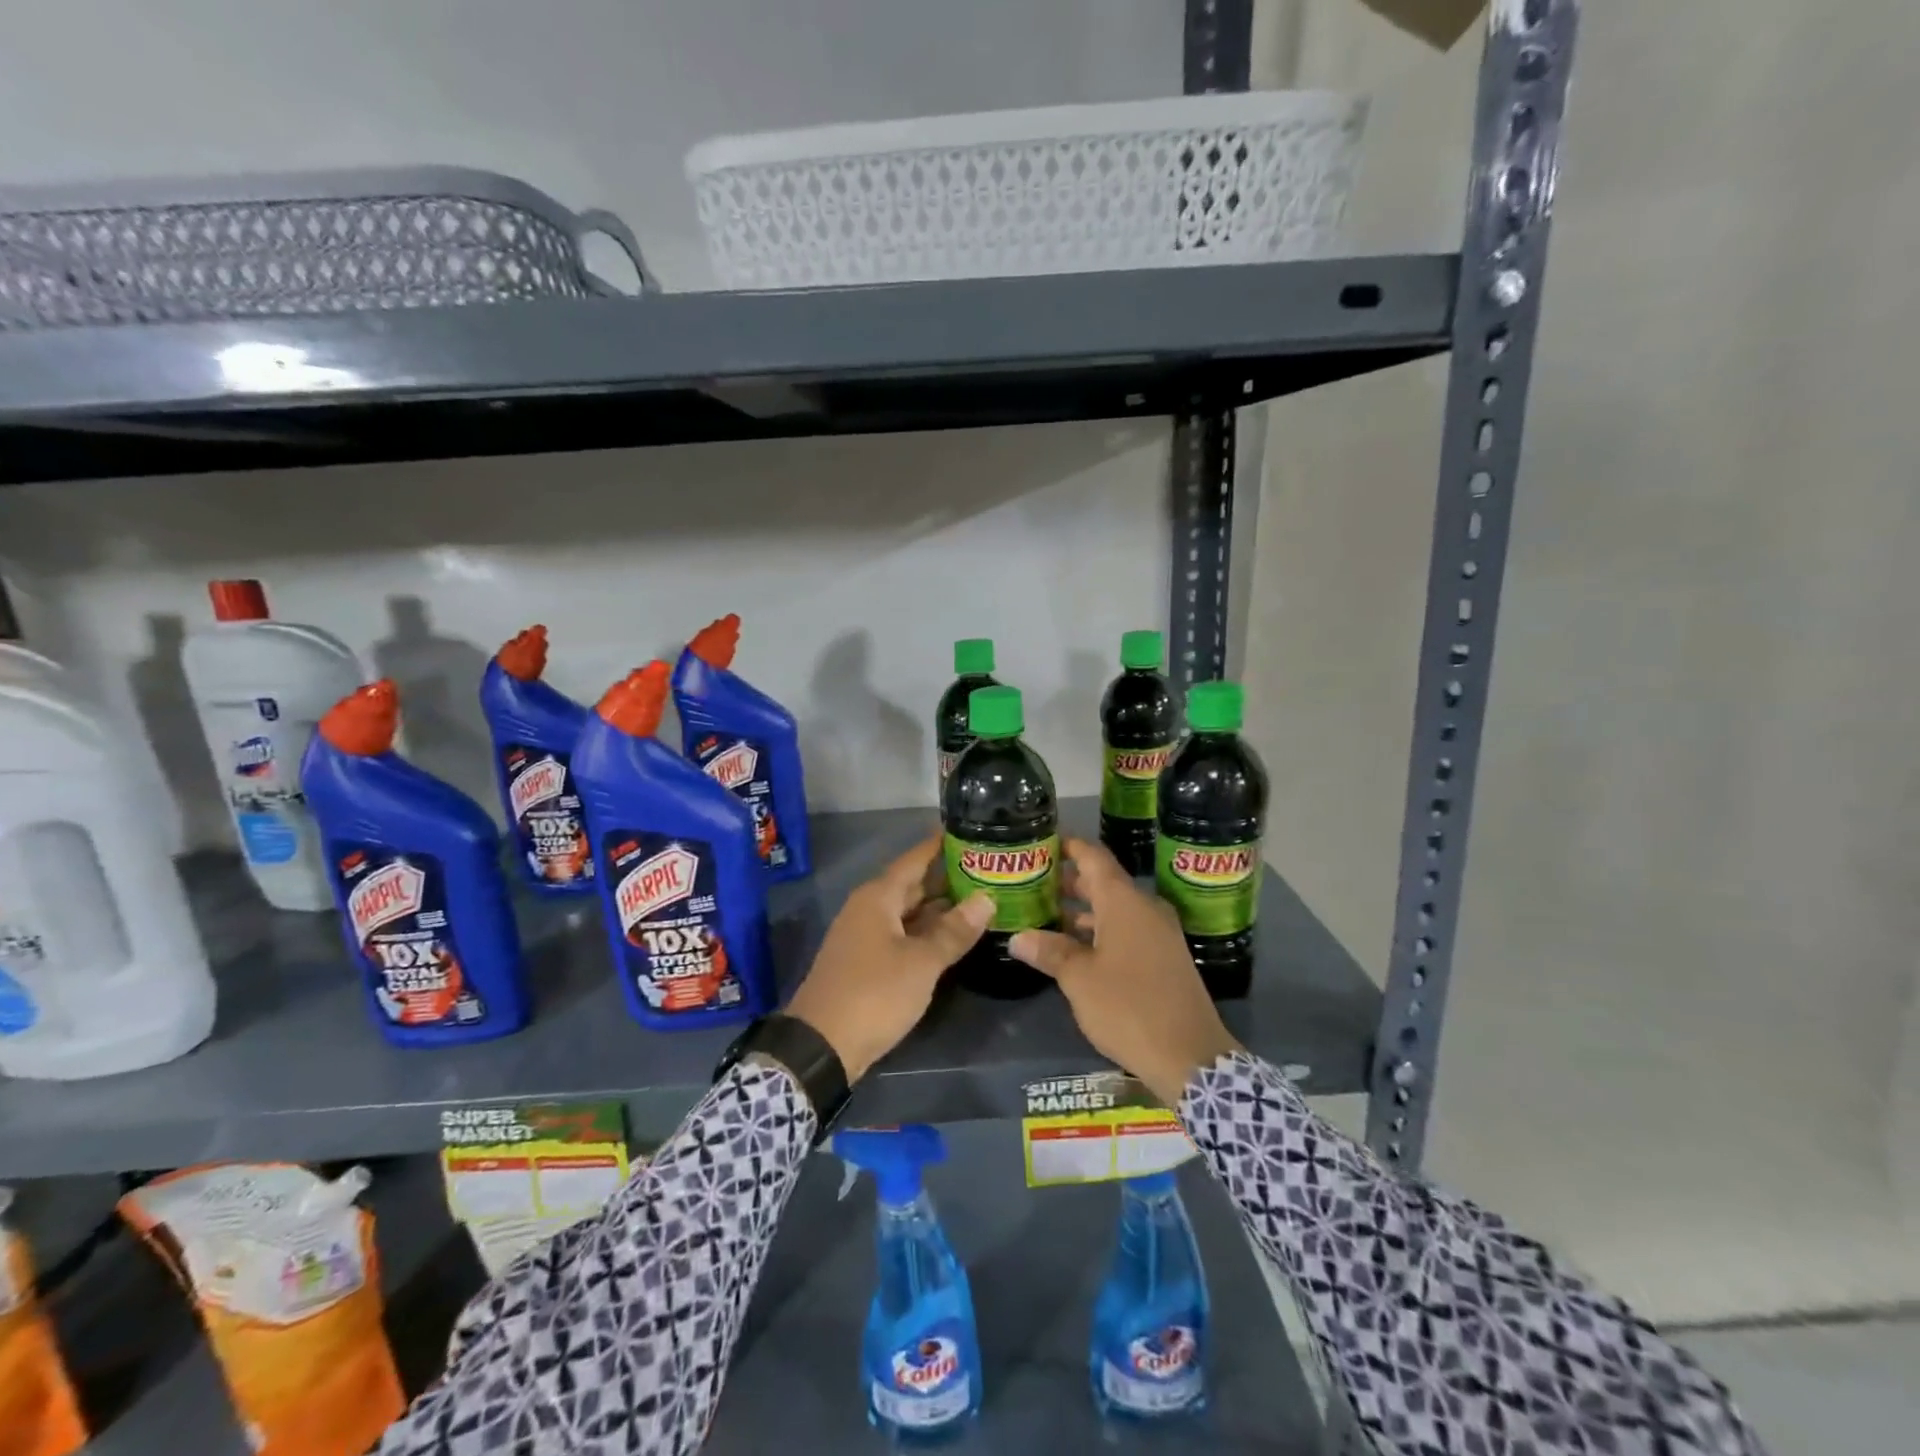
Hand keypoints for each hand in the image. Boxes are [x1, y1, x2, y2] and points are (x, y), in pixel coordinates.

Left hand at [786, 835, 993, 1082]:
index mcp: (878, 897)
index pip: (914, 859)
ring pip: (909, 912)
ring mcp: (866, 936)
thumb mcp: (921, 963)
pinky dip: (928, 932)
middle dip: (947, 877)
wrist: (821, 1046)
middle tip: (988, 868)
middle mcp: (869, 909)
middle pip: (912, 884)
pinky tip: (954, 936)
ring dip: (940, 908)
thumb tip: (986, 899)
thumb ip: (954, 931)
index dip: (940, 845)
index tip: (971, 830)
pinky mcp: (867, 962)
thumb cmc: (874, 994)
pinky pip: (903, 935)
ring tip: (981, 899)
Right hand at [1010, 836, 1240, 1106]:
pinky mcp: (1165, 958)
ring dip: (1083, 909)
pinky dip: (1100, 930)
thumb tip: (1018, 937)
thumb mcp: (1079, 980)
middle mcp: (1145, 908)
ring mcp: (1159, 933)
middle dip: (1069, 880)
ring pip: (1115, 908)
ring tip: (1046, 914)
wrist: (1190, 1057)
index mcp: (1124, 902)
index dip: (1068, 846)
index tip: (1042, 842)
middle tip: (1033, 881)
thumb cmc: (1128, 1007)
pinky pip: (1127, 929)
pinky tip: (1076, 948)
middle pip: (1103, 882)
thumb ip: (1050, 951)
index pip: (1093, 857)